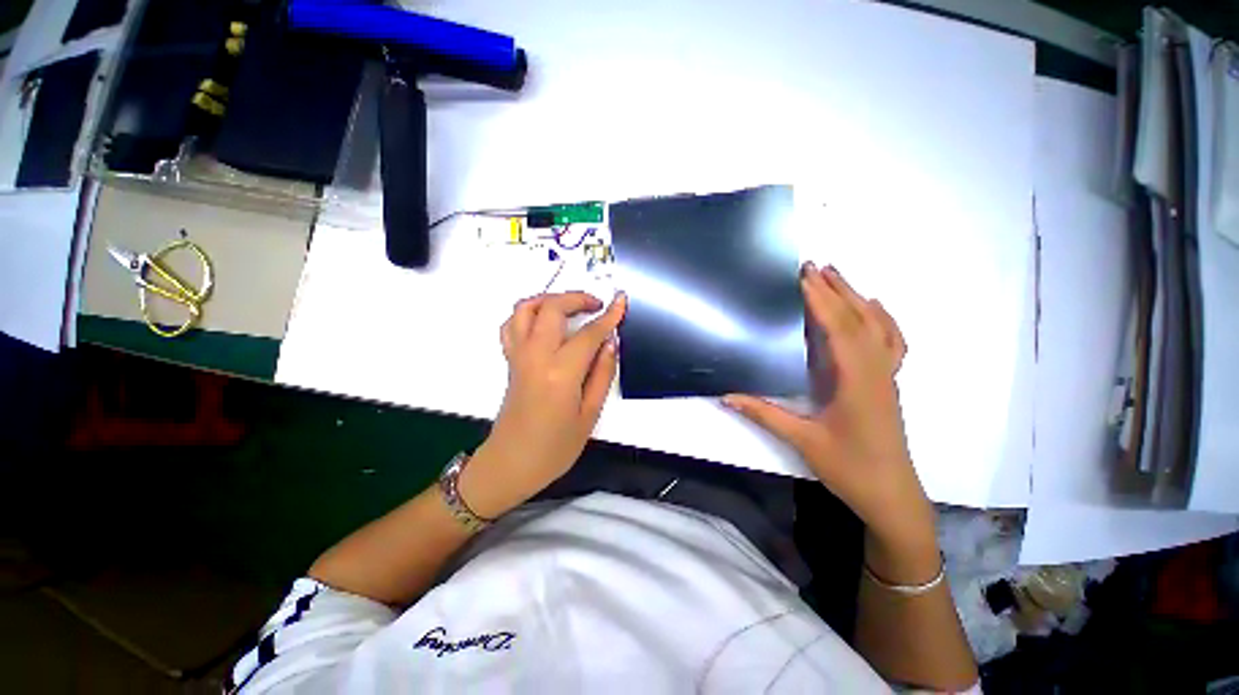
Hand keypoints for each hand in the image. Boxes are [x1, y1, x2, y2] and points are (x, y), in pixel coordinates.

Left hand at [460, 291, 626, 518]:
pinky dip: (528, 313)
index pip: (589, 333)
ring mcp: (518, 356)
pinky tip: (544, 322)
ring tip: (570, 306)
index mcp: (561, 373)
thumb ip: (602, 374)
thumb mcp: (590, 415)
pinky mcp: (510, 360)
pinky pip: (512, 324)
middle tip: (597, 304)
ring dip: (549, 298)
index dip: (609, 316)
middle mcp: (536, 356)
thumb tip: (609, 343)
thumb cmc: (555, 448)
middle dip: (577, 298)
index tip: (621, 301)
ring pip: (525, 308)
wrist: (511, 463)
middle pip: (552, 308)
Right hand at [724, 263, 934, 549]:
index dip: (821, 301)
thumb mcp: (803, 441)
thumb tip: (726, 397)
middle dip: (837, 289)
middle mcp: (876, 371)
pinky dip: (883, 318)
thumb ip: (764, 414)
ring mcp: (887, 376)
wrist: (892, 495)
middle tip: (815, 265)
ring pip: (878, 326)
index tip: (803, 277)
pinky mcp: (888, 383)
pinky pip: (891, 341)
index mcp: (856, 381)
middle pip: (860, 319)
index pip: (838, 329)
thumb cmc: (849, 468)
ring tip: (838, 276)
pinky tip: (874, 308)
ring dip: (857, 298)